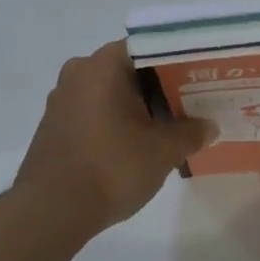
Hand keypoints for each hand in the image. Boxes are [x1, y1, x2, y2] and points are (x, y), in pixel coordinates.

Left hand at [15, 40, 216, 234]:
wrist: (50, 213)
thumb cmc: (111, 168)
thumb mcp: (163, 151)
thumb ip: (190, 133)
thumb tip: (209, 126)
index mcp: (104, 65)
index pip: (150, 47)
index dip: (178, 61)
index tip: (199, 77)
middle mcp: (79, 72)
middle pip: (129, 69)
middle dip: (160, 85)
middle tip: (191, 101)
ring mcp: (62, 99)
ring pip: (110, 91)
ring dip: (137, 105)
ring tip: (168, 125)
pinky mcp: (54, 126)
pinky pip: (93, 111)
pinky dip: (115, 120)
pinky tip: (135, 143)